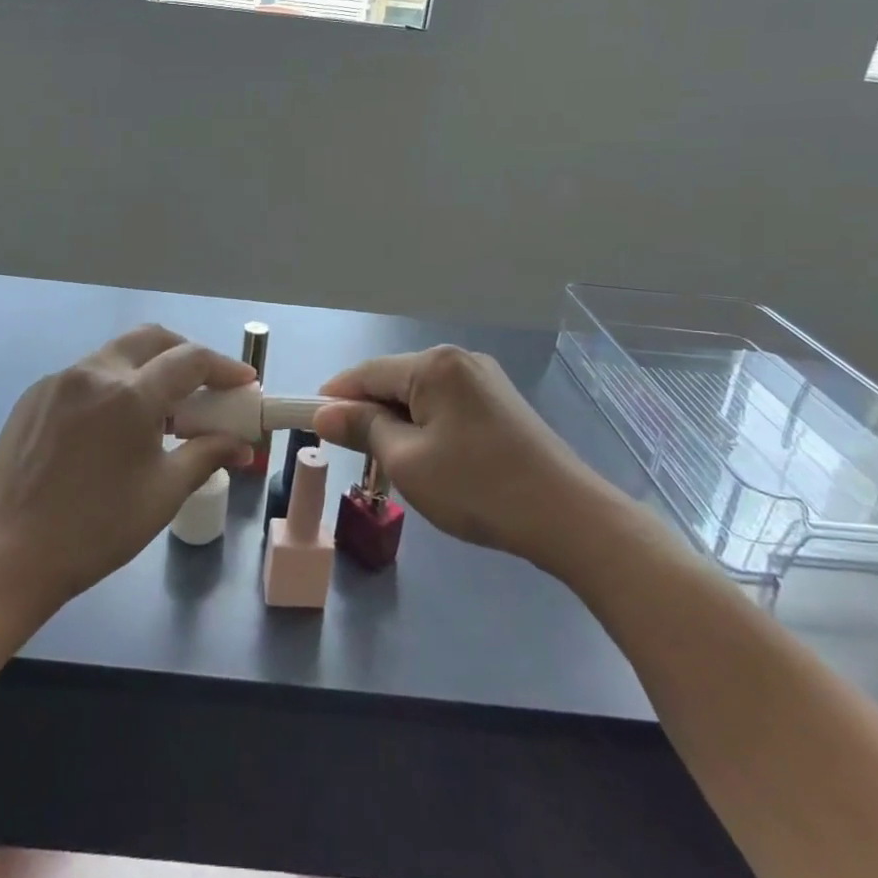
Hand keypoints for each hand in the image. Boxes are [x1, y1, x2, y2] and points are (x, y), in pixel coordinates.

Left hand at [0, 326, 254, 612]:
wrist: (7, 555)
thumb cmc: (96, 530)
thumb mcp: (162, 494)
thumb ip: (206, 455)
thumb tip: (241, 444)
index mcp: (130, 395)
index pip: (191, 360)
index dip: (224, 368)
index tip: (245, 383)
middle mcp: (94, 372)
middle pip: (152, 338)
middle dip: (186, 353)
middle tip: (205, 383)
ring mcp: (59, 380)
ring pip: (116, 354)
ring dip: (147, 368)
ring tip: (159, 410)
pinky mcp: (34, 395)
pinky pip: (85, 375)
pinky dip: (112, 385)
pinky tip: (113, 425)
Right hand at [312, 346, 631, 580]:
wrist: (568, 517)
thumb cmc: (477, 486)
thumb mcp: (406, 461)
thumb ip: (362, 429)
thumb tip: (324, 413)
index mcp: (433, 365)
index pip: (367, 373)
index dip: (334, 396)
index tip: (309, 422)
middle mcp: (458, 360)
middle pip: (394, 380)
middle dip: (368, 412)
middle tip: (352, 454)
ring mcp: (484, 380)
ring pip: (420, 396)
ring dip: (397, 423)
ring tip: (390, 463)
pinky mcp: (501, 403)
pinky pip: (446, 406)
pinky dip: (426, 427)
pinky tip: (429, 458)